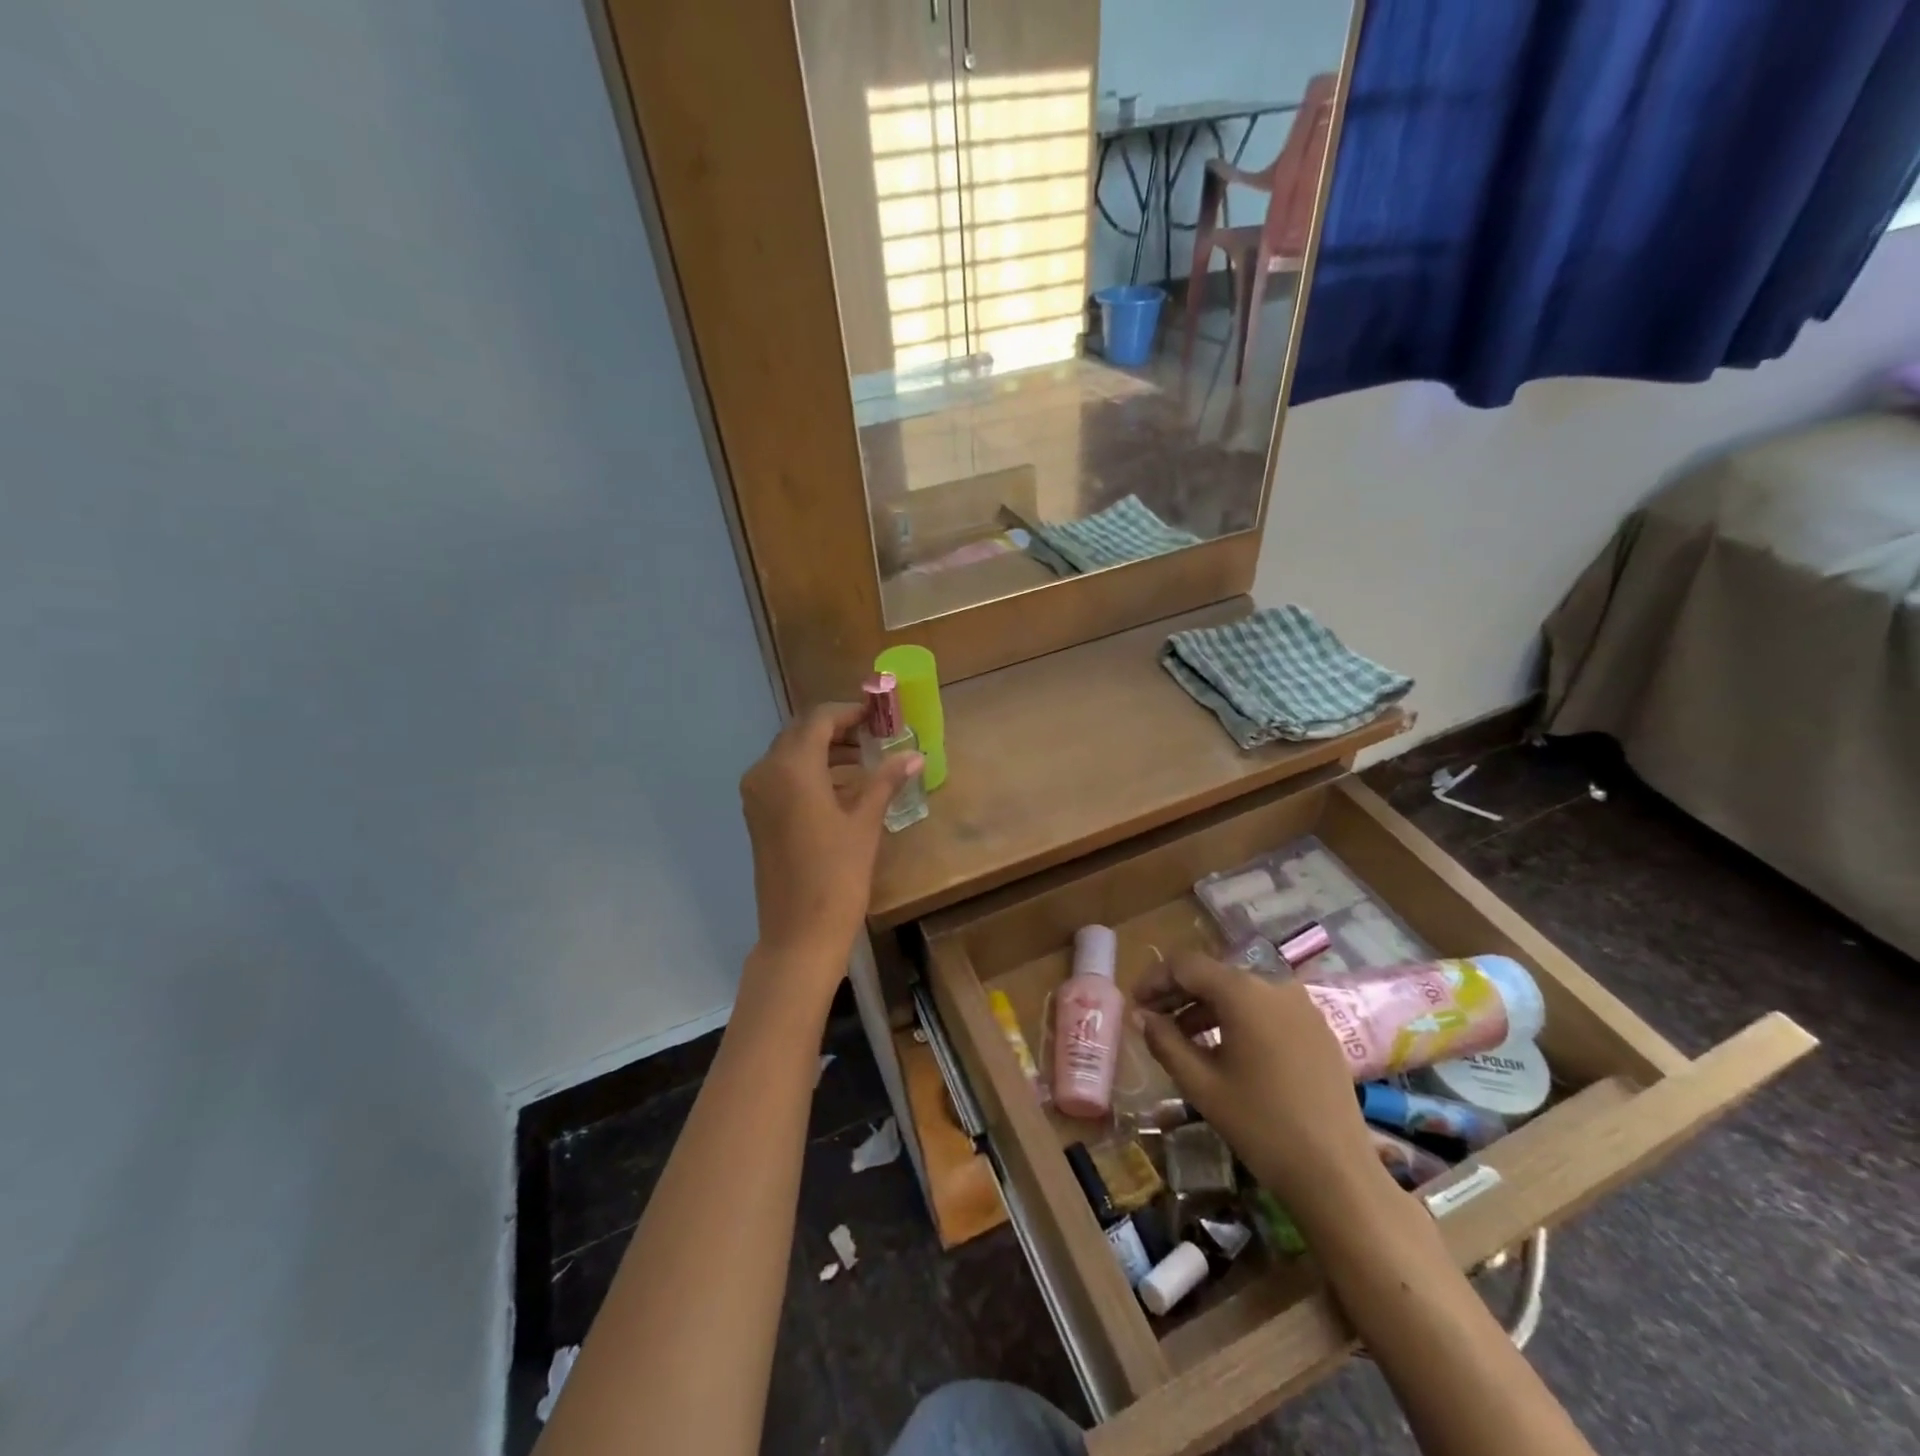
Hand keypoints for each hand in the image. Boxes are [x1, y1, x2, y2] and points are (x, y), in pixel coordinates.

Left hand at [737, 703, 922, 1001]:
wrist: (799, 934)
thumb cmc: (836, 876)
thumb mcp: (864, 824)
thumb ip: (885, 781)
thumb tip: (914, 755)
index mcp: (791, 768)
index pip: (819, 719)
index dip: (850, 711)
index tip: (879, 713)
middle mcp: (765, 772)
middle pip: (801, 733)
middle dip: (838, 728)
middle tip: (876, 733)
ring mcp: (756, 795)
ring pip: (791, 755)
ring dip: (825, 750)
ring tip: (866, 758)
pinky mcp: (757, 815)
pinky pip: (783, 777)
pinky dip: (811, 772)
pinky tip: (843, 785)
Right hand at [1134, 953, 1374, 1212]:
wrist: (1339, 1176)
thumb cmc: (1261, 1126)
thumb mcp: (1201, 1084)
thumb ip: (1164, 1041)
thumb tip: (1142, 1016)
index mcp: (1243, 992)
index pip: (1186, 965)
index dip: (1155, 979)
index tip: (1135, 1004)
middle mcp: (1275, 985)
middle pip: (1214, 974)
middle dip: (1179, 993)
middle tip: (1153, 1020)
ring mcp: (1303, 1006)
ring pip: (1242, 992)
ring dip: (1207, 1007)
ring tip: (1183, 1038)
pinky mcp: (1319, 1029)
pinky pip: (1268, 1009)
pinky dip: (1239, 1019)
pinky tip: (1226, 1050)